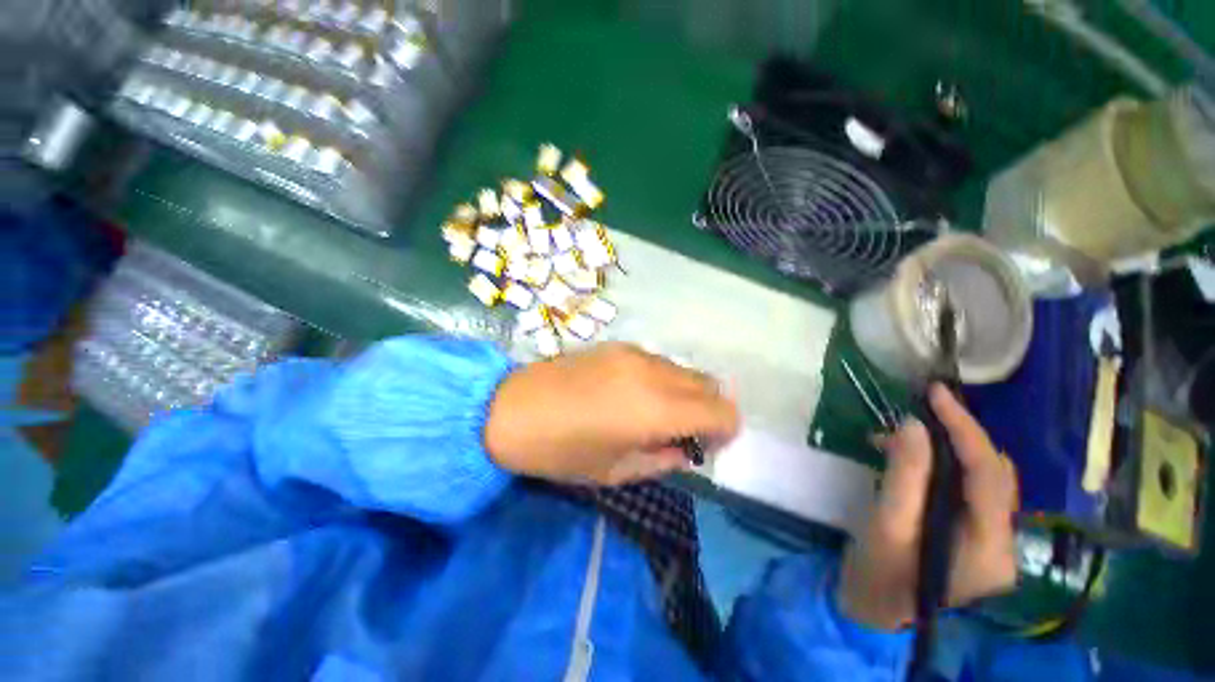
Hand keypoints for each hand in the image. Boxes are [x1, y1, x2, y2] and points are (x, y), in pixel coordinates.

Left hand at [484, 342, 739, 485]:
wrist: (510, 408)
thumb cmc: (560, 451)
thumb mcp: (615, 471)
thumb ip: (662, 459)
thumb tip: (687, 448)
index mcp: (655, 410)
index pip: (721, 411)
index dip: (726, 429)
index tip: (709, 444)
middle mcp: (653, 373)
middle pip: (708, 385)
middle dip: (708, 410)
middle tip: (685, 432)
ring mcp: (635, 353)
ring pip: (684, 370)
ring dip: (685, 393)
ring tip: (657, 414)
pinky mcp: (618, 345)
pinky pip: (659, 362)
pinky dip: (664, 380)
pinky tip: (635, 394)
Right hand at [838, 384, 1018, 630]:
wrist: (872, 610)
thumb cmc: (878, 573)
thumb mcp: (886, 523)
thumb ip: (905, 474)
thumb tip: (913, 425)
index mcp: (989, 548)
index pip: (989, 475)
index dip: (965, 429)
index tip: (937, 394)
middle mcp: (1002, 544)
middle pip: (993, 475)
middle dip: (956, 437)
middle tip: (916, 412)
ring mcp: (990, 544)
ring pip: (979, 480)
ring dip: (943, 451)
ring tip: (894, 438)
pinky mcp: (972, 539)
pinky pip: (964, 490)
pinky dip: (937, 467)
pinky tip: (904, 459)